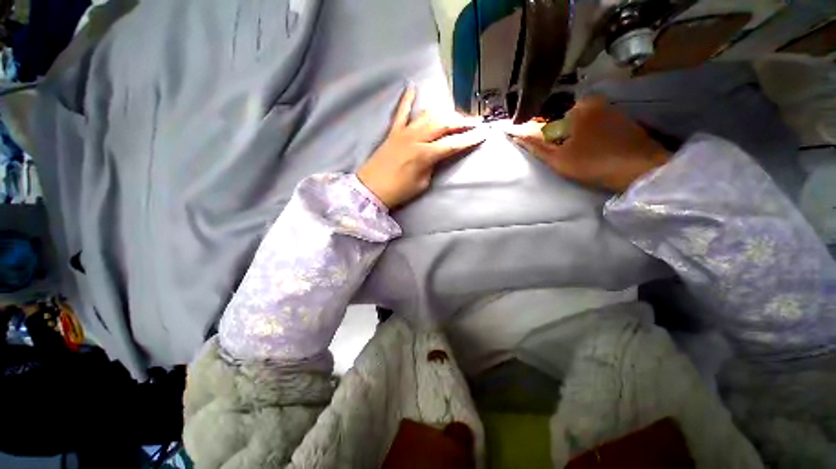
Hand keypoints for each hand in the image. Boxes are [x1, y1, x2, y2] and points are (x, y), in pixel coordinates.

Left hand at [357, 87, 485, 208]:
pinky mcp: (393, 131)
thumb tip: (439, 154)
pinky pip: (401, 111)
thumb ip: (433, 165)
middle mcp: (416, 138)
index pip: (453, 143)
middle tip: (475, 121)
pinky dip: (407, 99)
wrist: (371, 189)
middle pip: (443, 123)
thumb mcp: (422, 183)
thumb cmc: (398, 191)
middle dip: (462, 121)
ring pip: (428, 115)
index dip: (470, 138)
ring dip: (444, 113)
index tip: (484, 132)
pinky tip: (412, 87)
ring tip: (455, 114)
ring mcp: (403, 132)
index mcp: (424, 155)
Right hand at [506, 97, 669, 192]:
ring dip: (581, 140)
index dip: (550, 141)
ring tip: (587, 158)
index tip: (556, 155)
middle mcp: (598, 102)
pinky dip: (597, 140)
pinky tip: (600, 154)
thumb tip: (515, 134)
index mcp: (580, 107)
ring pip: (586, 126)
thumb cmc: (593, 163)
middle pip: (569, 123)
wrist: (641, 170)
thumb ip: (535, 146)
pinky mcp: (627, 122)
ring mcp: (615, 111)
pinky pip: (601, 129)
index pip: (552, 123)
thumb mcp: (557, 159)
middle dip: (565, 139)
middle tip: (572, 158)